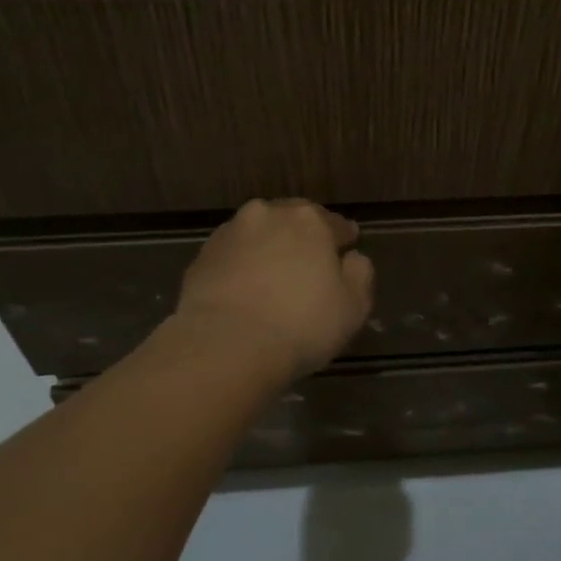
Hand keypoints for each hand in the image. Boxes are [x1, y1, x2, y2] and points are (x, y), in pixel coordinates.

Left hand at [175, 199, 374, 378]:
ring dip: (268, 249)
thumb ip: (360, 274)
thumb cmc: (302, 324)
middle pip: (291, 221)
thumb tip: (353, 258)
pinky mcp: (200, 258)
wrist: (226, 345)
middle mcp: (267, 215)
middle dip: (302, 237)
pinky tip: (245, 292)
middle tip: (309, 262)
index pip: (334, 223)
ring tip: (274, 277)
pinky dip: (241, 268)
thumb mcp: (354, 306)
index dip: (344, 237)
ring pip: (257, 236)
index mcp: (309, 220)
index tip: (348, 248)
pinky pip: (232, 258)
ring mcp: (229, 234)